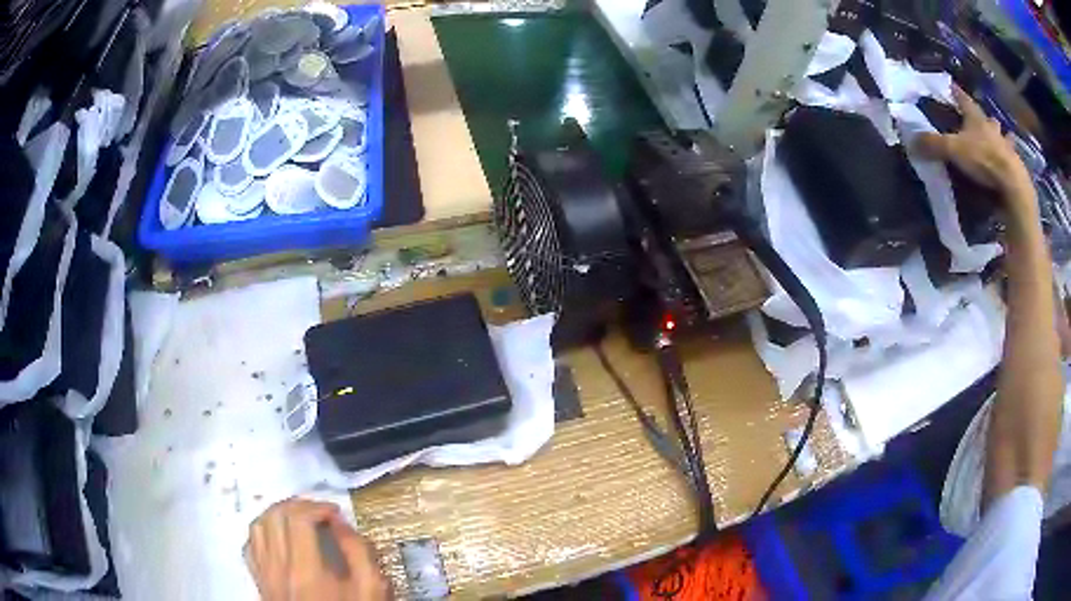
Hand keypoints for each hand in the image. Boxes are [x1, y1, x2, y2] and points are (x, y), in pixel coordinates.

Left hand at [245, 499, 389, 600]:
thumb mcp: (370, 590)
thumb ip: (359, 553)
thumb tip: (340, 524)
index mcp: (306, 570)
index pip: (298, 518)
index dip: (318, 507)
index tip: (336, 514)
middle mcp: (278, 567)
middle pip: (274, 515)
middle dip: (298, 505)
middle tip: (319, 512)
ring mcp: (264, 574)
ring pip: (258, 526)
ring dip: (278, 514)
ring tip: (298, 519)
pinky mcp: (259, 580)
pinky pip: (250, 546)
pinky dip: (263, 533)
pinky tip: (279, 539)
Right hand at [915, 86, 1035, 218]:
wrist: (1012, 184)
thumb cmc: (983, 159)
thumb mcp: (953, 150)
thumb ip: (933, 145)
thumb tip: (910, 141)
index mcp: (975, 117)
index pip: (962, 98)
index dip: (956, 91)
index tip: (951, 85)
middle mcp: (991, 127)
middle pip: (987, 118)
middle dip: (985, 118)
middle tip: (984, 120)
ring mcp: (1007, 147)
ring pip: (1004, 137)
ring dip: (1003, 137)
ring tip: (1003, 139)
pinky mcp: (1016, 167)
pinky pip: (1013, 159)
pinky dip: (1011, 159)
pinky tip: (1011, 163)